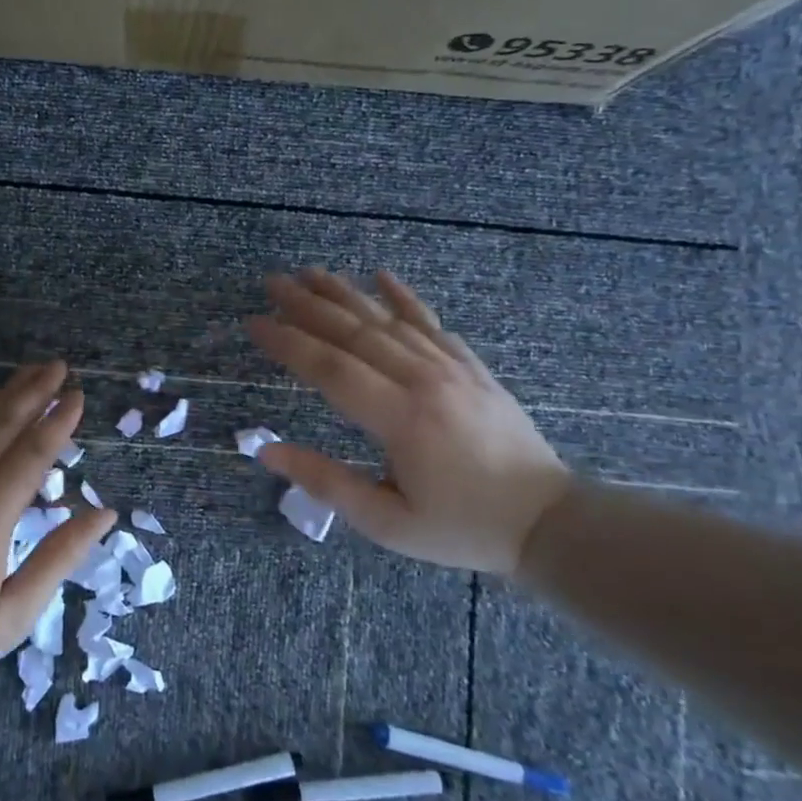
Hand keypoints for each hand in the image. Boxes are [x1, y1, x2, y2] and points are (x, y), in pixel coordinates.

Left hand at [0, 361, 115, 702]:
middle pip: (1, 425)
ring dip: (3, 395)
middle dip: (33, 391)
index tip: (78, 394)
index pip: (31, 454)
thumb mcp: (12, 614)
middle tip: (59, 365)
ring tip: (29, 371)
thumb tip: (104, 514)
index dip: (58, 421)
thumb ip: (59, 557)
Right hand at [246, 269, 571, 573]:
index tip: (254, 323)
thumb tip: (267, 452)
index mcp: (400, 419)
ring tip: (310, 273)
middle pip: (355, 332)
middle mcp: (424, 381)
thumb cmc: (460, 527)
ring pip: (388, 320)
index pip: (330, 368)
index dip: (288, 342)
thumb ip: (326, 482)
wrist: (548, 521)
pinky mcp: (472, 368)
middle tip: (271, 283)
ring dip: (346, 294)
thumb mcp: (387, 522)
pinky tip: (382, 276)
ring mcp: (452, 369)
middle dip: (308, 305)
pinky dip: (405, 298)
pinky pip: (432, 323)